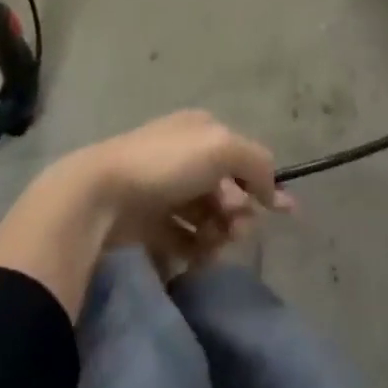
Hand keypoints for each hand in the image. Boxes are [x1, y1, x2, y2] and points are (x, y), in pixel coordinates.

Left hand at [57, 111, 292, 271]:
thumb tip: (273, 189)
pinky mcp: (149, 224)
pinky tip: (197, 257)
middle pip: (228, 190)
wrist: (101, 195)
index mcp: (201, 130)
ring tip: (212, 245)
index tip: (286, 212)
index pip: (244, 156)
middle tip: (233, 228)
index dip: (265, 183)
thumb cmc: (165, 164)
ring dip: (220, 234)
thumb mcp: (222, 148)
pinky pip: (185, 240)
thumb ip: (257, 162)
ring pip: (209, 217)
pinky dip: (197, 249)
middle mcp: (185, 155)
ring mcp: (165, 190)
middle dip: (239, 212)